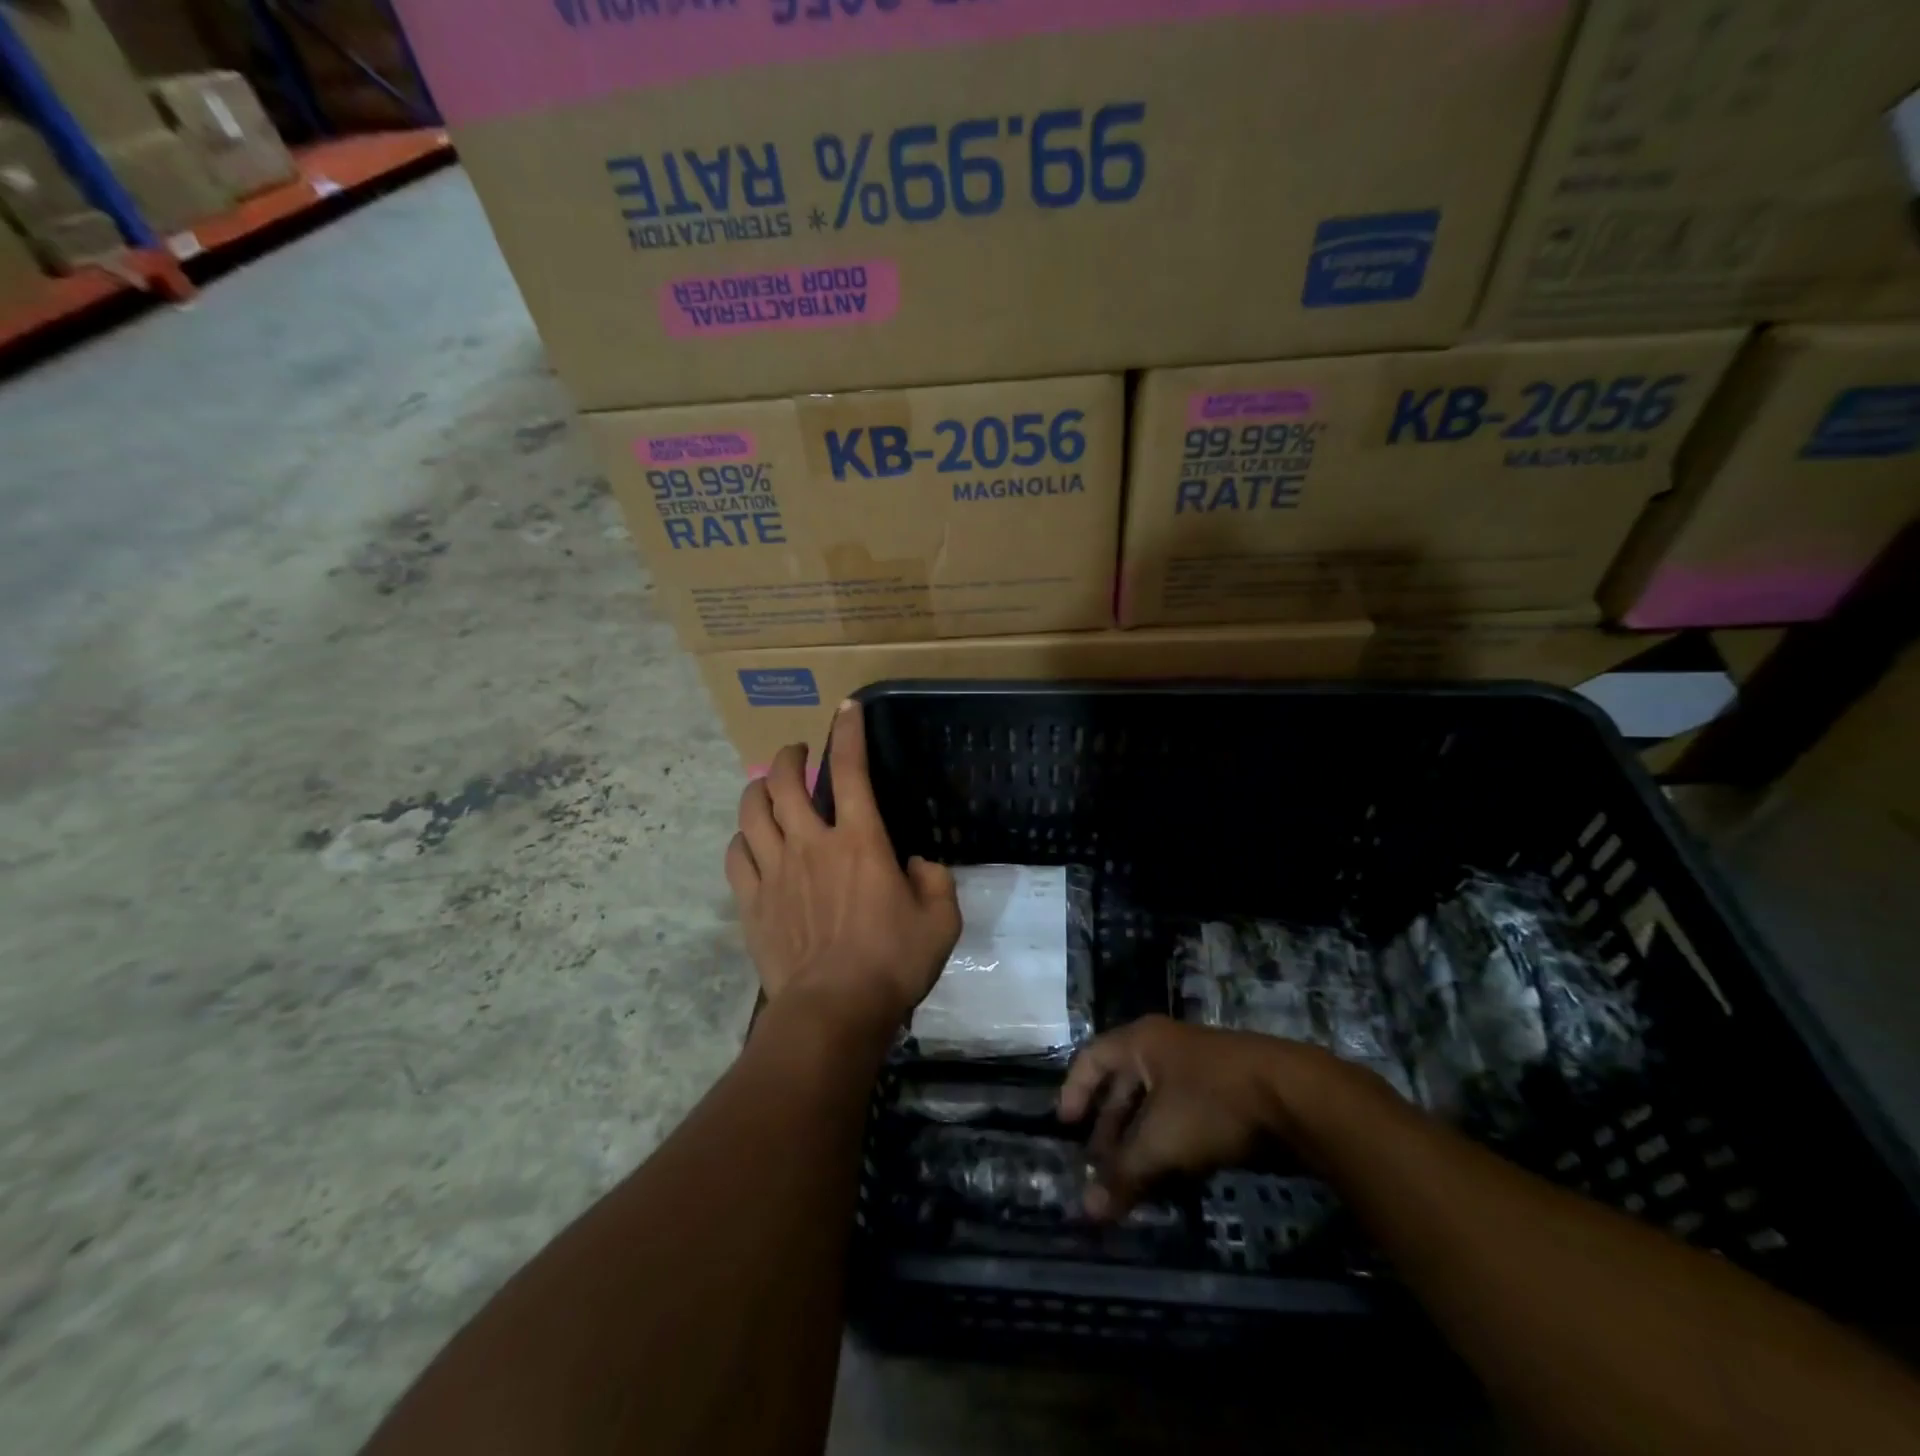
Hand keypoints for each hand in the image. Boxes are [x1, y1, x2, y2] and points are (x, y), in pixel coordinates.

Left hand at [725, 701, 961, 1033]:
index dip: (848, 733)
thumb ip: (934, 880)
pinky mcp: (751, 900)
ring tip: (769, 788)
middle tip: (799, 753)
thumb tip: (916, 864)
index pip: (851, 770)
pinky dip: (743, 838)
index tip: (846, 709)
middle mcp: (812, 843)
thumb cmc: (892, 963)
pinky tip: (752, 840)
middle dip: (790, 756)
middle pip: (786, 782)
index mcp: (860, 841)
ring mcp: (775, 871)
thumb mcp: (941, 920)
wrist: (833, 1012)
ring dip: (759, 789)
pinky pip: (736, 854)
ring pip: (752, 811)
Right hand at [1059, 1017, 1326, 1217]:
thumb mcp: (1162, 1141)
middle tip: (1099, 1167)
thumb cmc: (1213, 1103)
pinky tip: (1171, 1172)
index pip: (1092, 1058)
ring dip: (1139, 1139)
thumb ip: (1124, 1174)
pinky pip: (1183, 1113)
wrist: (1295, 1096)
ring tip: (1132, 1177)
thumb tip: (1087, 1213)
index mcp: (1141, 1042)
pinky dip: (1170, 1141)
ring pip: (1155, 1103)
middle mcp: (1165, 1047)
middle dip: (1109, 1127)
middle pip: (1123, 1084)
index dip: (1074, 1090)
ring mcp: (1198, 1066)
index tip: (1065, 1127)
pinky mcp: (1226, 1089)